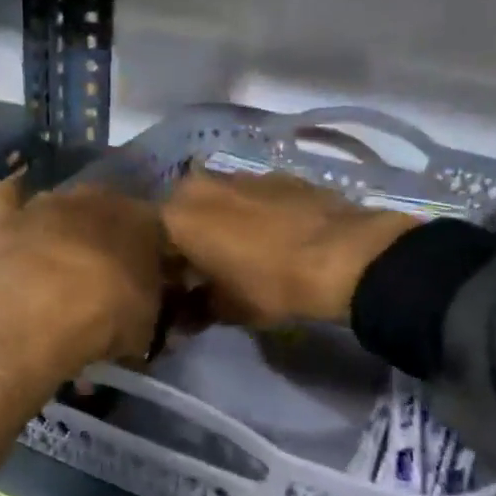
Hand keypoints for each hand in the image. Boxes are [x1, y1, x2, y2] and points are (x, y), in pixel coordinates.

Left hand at [0, 174, 166, 386]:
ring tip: (60, 256)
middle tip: (103, 269)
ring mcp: (46, 205)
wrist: (34, 319)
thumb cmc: (104, 321)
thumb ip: (147, 302)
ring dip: (63, 223)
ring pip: (61, 202)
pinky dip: (12, 201)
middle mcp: (96, 200)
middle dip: (107, 232)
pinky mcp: (3, 219)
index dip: (152, 253)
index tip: (148, 278)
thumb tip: (141, 303)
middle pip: (107, 207)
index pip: (155, 227)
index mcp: (140, 221)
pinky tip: (15, 217)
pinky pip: (6, 194)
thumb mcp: (145, 324)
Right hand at [161, 169, 417, 326]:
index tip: (174, 291)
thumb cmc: (270, 284)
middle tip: (204, 272)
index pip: (150, 244)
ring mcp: (241, 175)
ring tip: (239, 255)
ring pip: (217, 202)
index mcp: (175, 215)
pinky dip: (252, 215)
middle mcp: (200, 185)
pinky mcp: (277, 174)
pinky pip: (251, 197)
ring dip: (220, 224)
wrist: (344, 255)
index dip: (162, 270)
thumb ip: (194, 311)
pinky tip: (271, 239)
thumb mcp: (226, 309)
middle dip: (188, 241)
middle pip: (182, 215)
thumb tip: (178, 321)